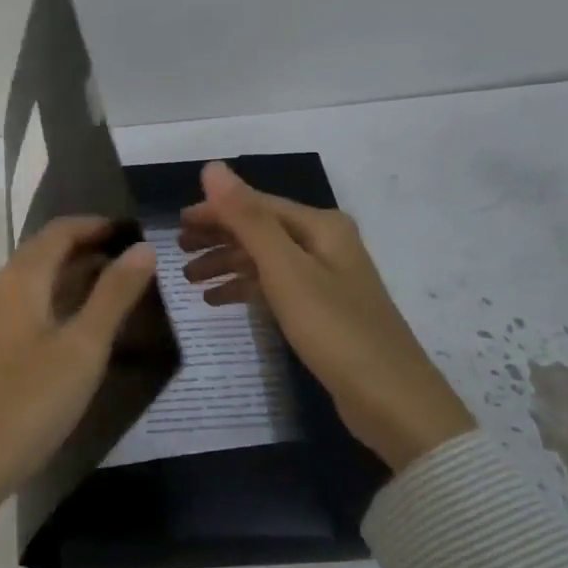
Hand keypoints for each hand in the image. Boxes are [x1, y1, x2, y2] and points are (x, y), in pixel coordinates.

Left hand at [0, 216, 158, 533]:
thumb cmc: (29, 401)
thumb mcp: (83, 348)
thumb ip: (114, 294)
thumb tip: (143, 248)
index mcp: (20, 280)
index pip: (59, 231)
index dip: (97, 225)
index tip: (135, 231)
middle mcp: (0, 290)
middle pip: (46, 253)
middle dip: (89, 249)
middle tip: (134, 261)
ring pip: (37, 282)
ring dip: (75, 277)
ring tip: (118, 289)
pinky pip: (29, 307)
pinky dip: (60, 302)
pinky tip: (83, 326)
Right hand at [179, 162, 474, 470]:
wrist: (392, 400)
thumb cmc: (334, 329)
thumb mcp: (285, 270)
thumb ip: (248, 218)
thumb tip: (212, 167)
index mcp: (320, 226)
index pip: (256, 205)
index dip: (215, 210)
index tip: (176, 224)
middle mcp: (324, 243)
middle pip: (260, 229)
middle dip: (218, 236)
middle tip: (177, 251)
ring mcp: (325, 278)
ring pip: (264, 259)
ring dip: (226, 264)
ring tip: (188, 279)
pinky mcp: (321, 310)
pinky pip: (274, 287)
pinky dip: (244, 289)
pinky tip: (216, 301)